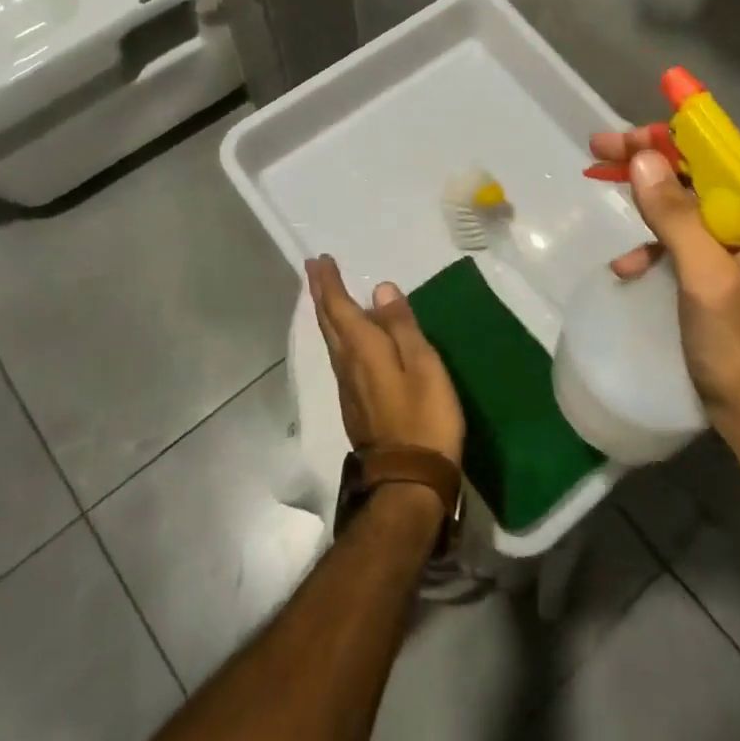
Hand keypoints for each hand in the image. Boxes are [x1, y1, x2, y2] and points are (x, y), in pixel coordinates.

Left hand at [304, 255, 464, 467]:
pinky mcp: (357, 406)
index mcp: (363, 350)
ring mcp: (349, 389)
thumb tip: (380, 289)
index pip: (339, 308)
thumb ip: (401, 326)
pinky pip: (343, 358)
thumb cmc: (424, 416)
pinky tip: (352, 339)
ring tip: (330, 296)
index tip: (319, 260)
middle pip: (329, 324)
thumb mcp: (422, 365)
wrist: (409, 480)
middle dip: (321, 294)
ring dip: (328, 315)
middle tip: (316, 271)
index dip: (329, 283)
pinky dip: (341, 336)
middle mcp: (348, 366)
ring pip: (333, 342)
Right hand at [590, 129, 739, 454]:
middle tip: (600, 152)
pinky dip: (657, 243)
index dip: (673, 135)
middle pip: (704, 174)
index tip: (626, 133)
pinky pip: (689, 241)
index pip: (723, 154)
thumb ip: (677, 215)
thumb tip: (643, 156)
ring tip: (602, 185)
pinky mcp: (731, 274)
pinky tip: (629, 264)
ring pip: (692, 204)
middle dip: (651, 162)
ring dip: (648, 198)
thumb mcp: (708, 279)